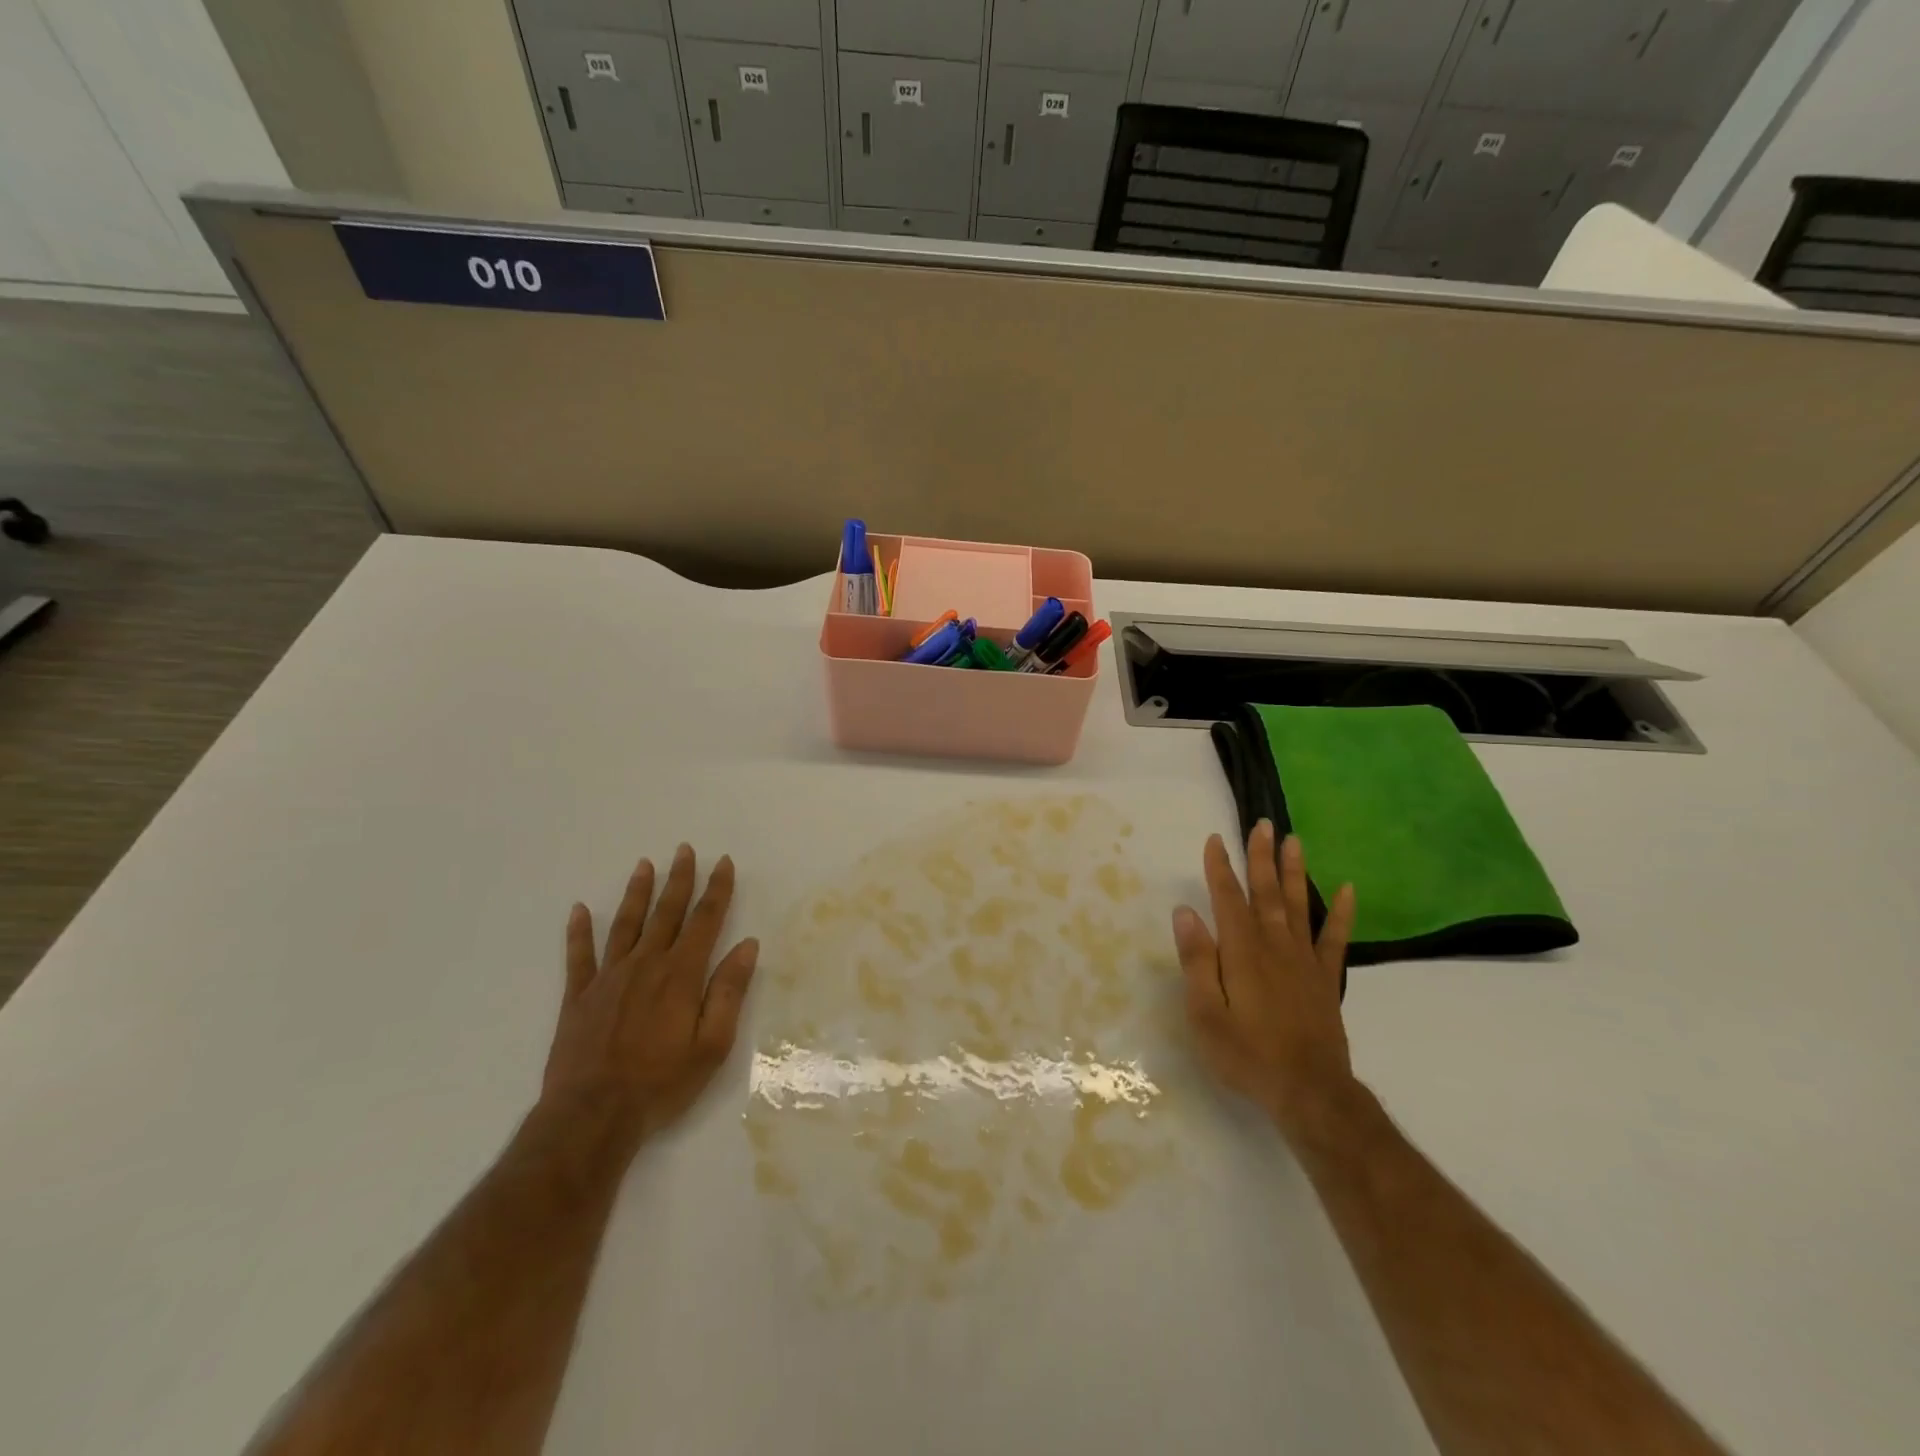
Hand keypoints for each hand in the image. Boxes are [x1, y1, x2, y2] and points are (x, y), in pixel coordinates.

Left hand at [541, 845, 758, 1150]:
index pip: (705, 920)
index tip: (723, 863)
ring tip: (644, 865)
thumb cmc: (662, 1083)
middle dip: (679, 879)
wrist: (592, 1117)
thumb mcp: (712, 1044)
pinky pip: (578, 956)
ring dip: (637, 893)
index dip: (716, 889)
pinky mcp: (578, 997)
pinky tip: (578, 910)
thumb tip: (747, 945)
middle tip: (684, 849)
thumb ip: (729, 991)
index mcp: (681, 974)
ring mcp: (607, 978)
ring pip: (625, 924)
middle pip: (666, 912)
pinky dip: (578, 931)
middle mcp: (646, 965)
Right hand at [1173, 821, 1357, 1140]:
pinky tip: (1347, 889)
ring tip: (1294, 840)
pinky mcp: (1326, 980)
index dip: (1220, 868)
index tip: (1215, 839)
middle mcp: (1274, 946)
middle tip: (1263, 824)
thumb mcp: (1205, 1013)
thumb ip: (1197, 961)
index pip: (1228, 899)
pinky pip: (1334, 939)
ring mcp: (1304, 961)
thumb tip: (1186, 913)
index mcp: (1242, 952)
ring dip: (1294, 871)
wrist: (1309, 1092)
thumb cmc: (1247, 1054)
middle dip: (1261, 857)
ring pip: (1298, 905)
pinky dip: (1341, 913)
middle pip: (1266, 892)